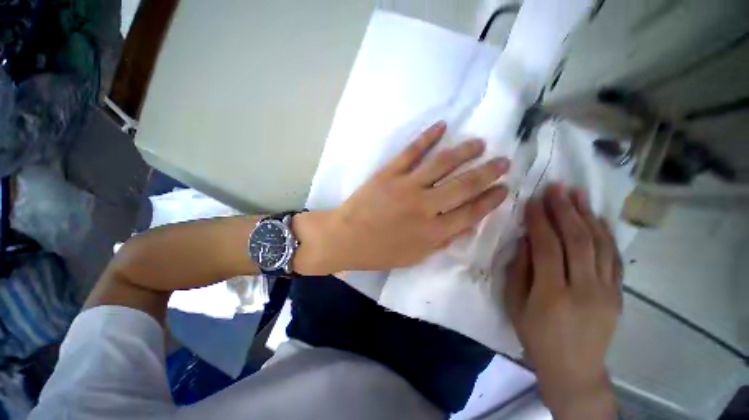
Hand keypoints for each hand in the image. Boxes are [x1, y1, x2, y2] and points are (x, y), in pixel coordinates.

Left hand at [295, 121, 509, 273]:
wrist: (345, 238)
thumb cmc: (379, 252)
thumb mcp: (415, 256)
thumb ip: (442, 241)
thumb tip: (467, 224)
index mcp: (432, 232)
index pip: (471, 212)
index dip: (491, 200)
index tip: (504, 188)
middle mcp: (425, 207)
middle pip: (464, 186)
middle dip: (487, 173)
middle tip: (503, 162)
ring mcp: (406, 186)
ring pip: (442, 164)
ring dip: (465, 151)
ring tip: (480, 144)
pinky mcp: (389, 173)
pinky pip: (412, 152)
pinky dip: (427, 137)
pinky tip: (442, 126)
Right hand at [504, 184, 621, 418]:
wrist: (574, 369)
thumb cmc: (536, 336)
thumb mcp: (515, 304)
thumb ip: (520, 270)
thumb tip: (526, 240)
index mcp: (553, 294)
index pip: (548, 247)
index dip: (540, 221)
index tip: (534, 201)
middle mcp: (585, 289)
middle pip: (578, 240)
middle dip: (566, 210)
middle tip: (557, 188)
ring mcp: (607, 291)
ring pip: (600, 245)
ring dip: (588, 216)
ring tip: (578, 194)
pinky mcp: (618, 293)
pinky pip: (613, 257)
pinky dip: (605, 234)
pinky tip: (598, 218)